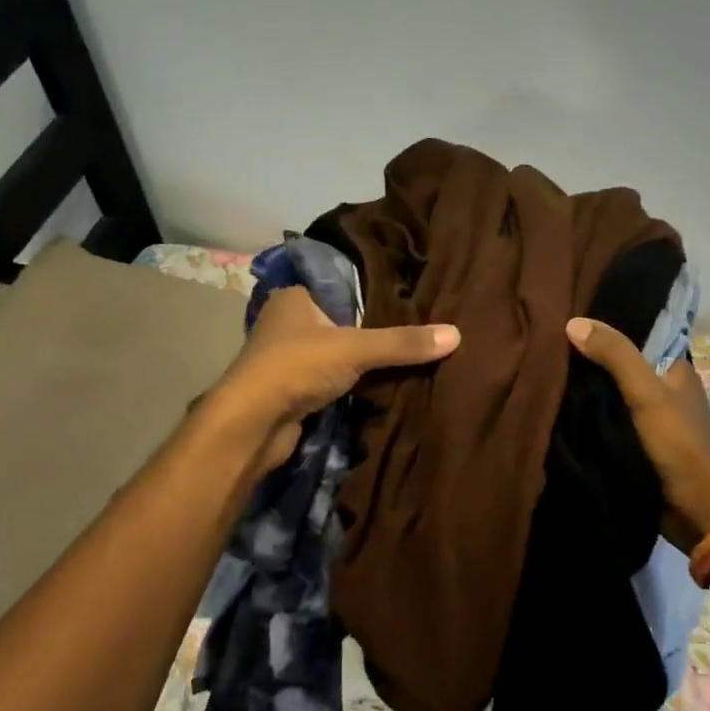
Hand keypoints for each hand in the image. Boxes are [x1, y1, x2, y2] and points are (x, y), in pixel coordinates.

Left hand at [213, 287, 459, 474]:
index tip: (405, 299)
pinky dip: (346, 385)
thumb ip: (403, 343)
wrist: (252, 424)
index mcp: (294, 297)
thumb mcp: (357, 348)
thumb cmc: (297, 367)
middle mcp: (286, 323)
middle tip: (412, 332)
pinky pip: (327, 381)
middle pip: (338, 322)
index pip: (339, 286)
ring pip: (332, 354)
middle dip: (367, 331)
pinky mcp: (288, 391)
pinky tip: (375, 388)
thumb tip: (458, 334)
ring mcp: (284, 359)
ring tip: (402, 360)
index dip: (369, 293)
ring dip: (356, 362)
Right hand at [566, 317, 709, 549]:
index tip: (572, 308)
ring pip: (610, 391)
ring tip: (543, 363)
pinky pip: (605, 418)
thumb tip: (573, 321)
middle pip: (621, 362)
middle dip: (590, 353)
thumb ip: (615, 356)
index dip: (609, 321)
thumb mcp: (647, 393)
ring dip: (585, 384)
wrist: (697, 511)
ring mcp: (648, 418)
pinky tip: (557, 401)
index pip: (640, 332)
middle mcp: (662, 388)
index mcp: (675, 368)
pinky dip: (587, 411)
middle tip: (547, 335)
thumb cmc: (679, 444)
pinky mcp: (635, 443)